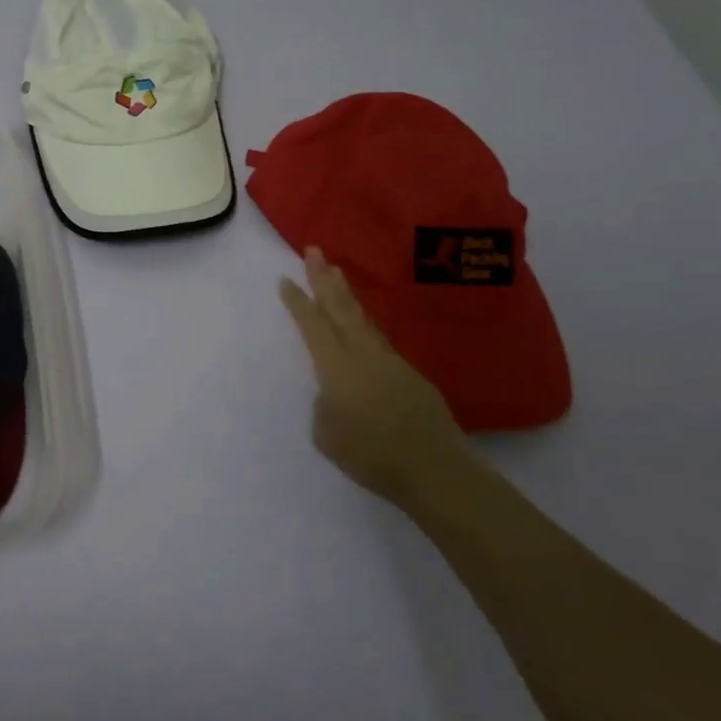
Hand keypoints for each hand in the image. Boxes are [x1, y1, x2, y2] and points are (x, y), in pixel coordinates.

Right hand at [278, 246, 475, 507]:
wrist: (435, 470)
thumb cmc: (371, 456)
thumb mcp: (327, 435)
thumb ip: (325, 406)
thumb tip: (336, 395)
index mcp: (337, 367)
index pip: (313, 326)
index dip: (297, 302)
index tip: (285, 278)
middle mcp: (364, 355)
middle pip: (341, 308)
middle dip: (324, 278)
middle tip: (314, 250)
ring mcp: (391, 362)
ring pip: (363, 320)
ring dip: (347, 295)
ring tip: (337, 274)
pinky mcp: (411, 375)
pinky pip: (379, 341)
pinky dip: (365, 325)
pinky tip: (362, 328)